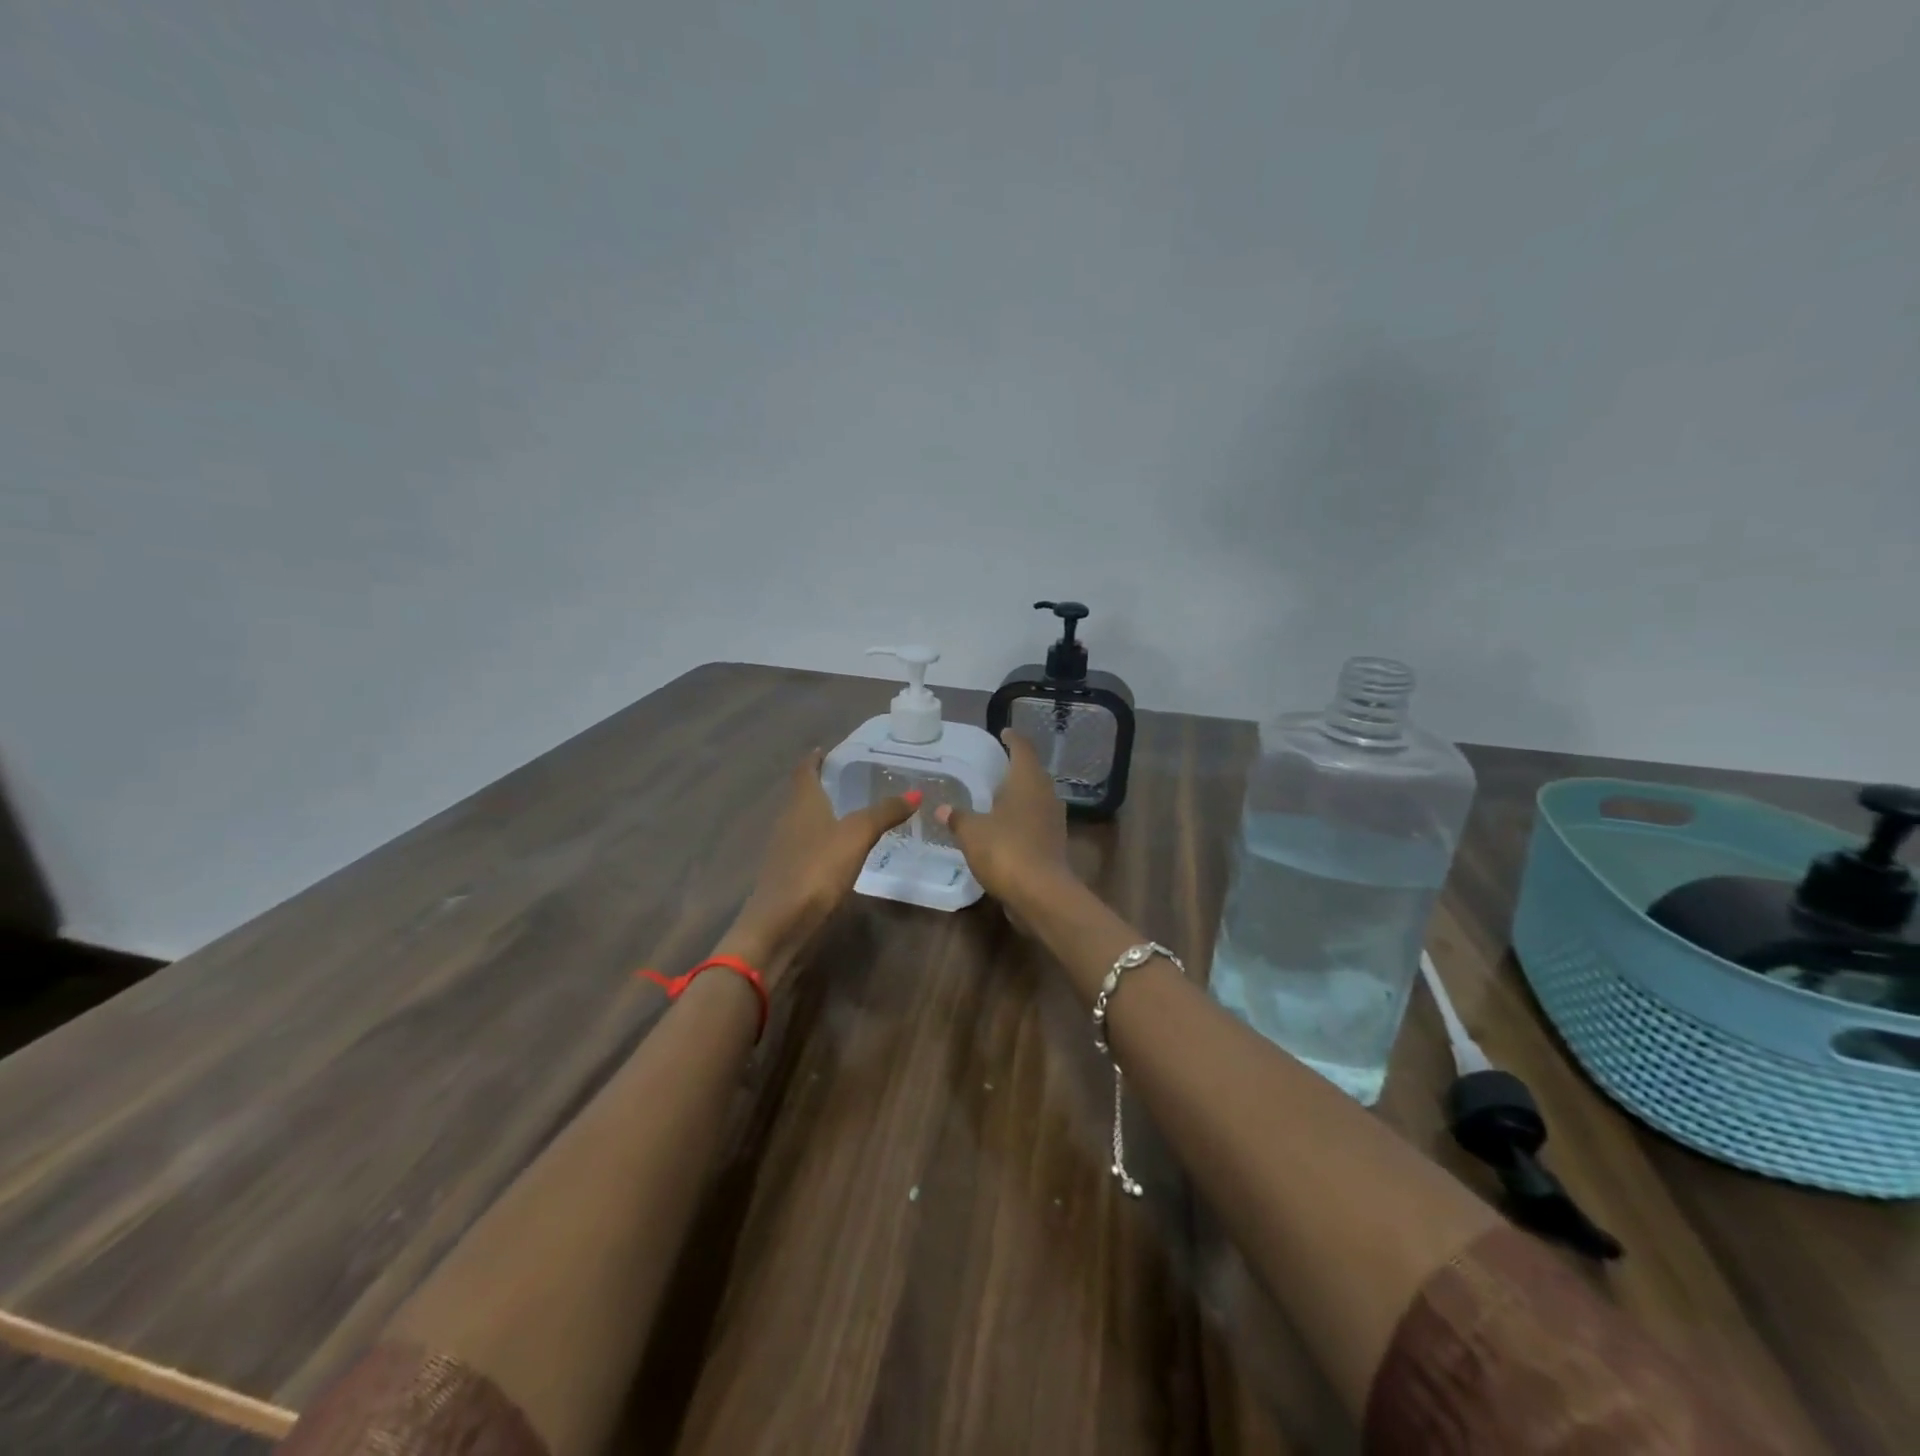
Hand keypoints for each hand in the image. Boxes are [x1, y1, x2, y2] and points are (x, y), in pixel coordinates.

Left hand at [718, 749, 916, 985]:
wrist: (779, 924)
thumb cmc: (816, 869)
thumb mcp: (857, 836)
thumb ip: (884, 813)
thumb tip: (915, 792)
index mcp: (803, 803)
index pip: (805, 771)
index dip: (815, 758)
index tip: (827, 749)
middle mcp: (789, 820)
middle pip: (803, 795)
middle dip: (822, 784)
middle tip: (849, 777)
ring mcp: (785, 849)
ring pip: (804, 821)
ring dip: (822, 812)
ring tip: (850, 810)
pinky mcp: (788, 874)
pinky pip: (807, 846)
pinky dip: (823, 839)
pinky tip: (840, 850)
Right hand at [935, 730, 1069, 908]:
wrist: (1041, 893)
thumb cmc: (1005, 850)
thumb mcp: (972, 832)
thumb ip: (957, 818)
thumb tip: (942, 808)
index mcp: (1028, 781)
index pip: (1023, 748)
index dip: (1013, 738)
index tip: (1003, 732)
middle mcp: (1046, 795)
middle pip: (1033, 772)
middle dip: (1016, 767)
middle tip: (996, 765)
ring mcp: (1054, 820)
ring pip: (1037, 798)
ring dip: (1020, 794)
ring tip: (998, 795)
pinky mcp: (1054, 843)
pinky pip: (1036, 821)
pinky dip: (1022, 818)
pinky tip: (1005, 826)